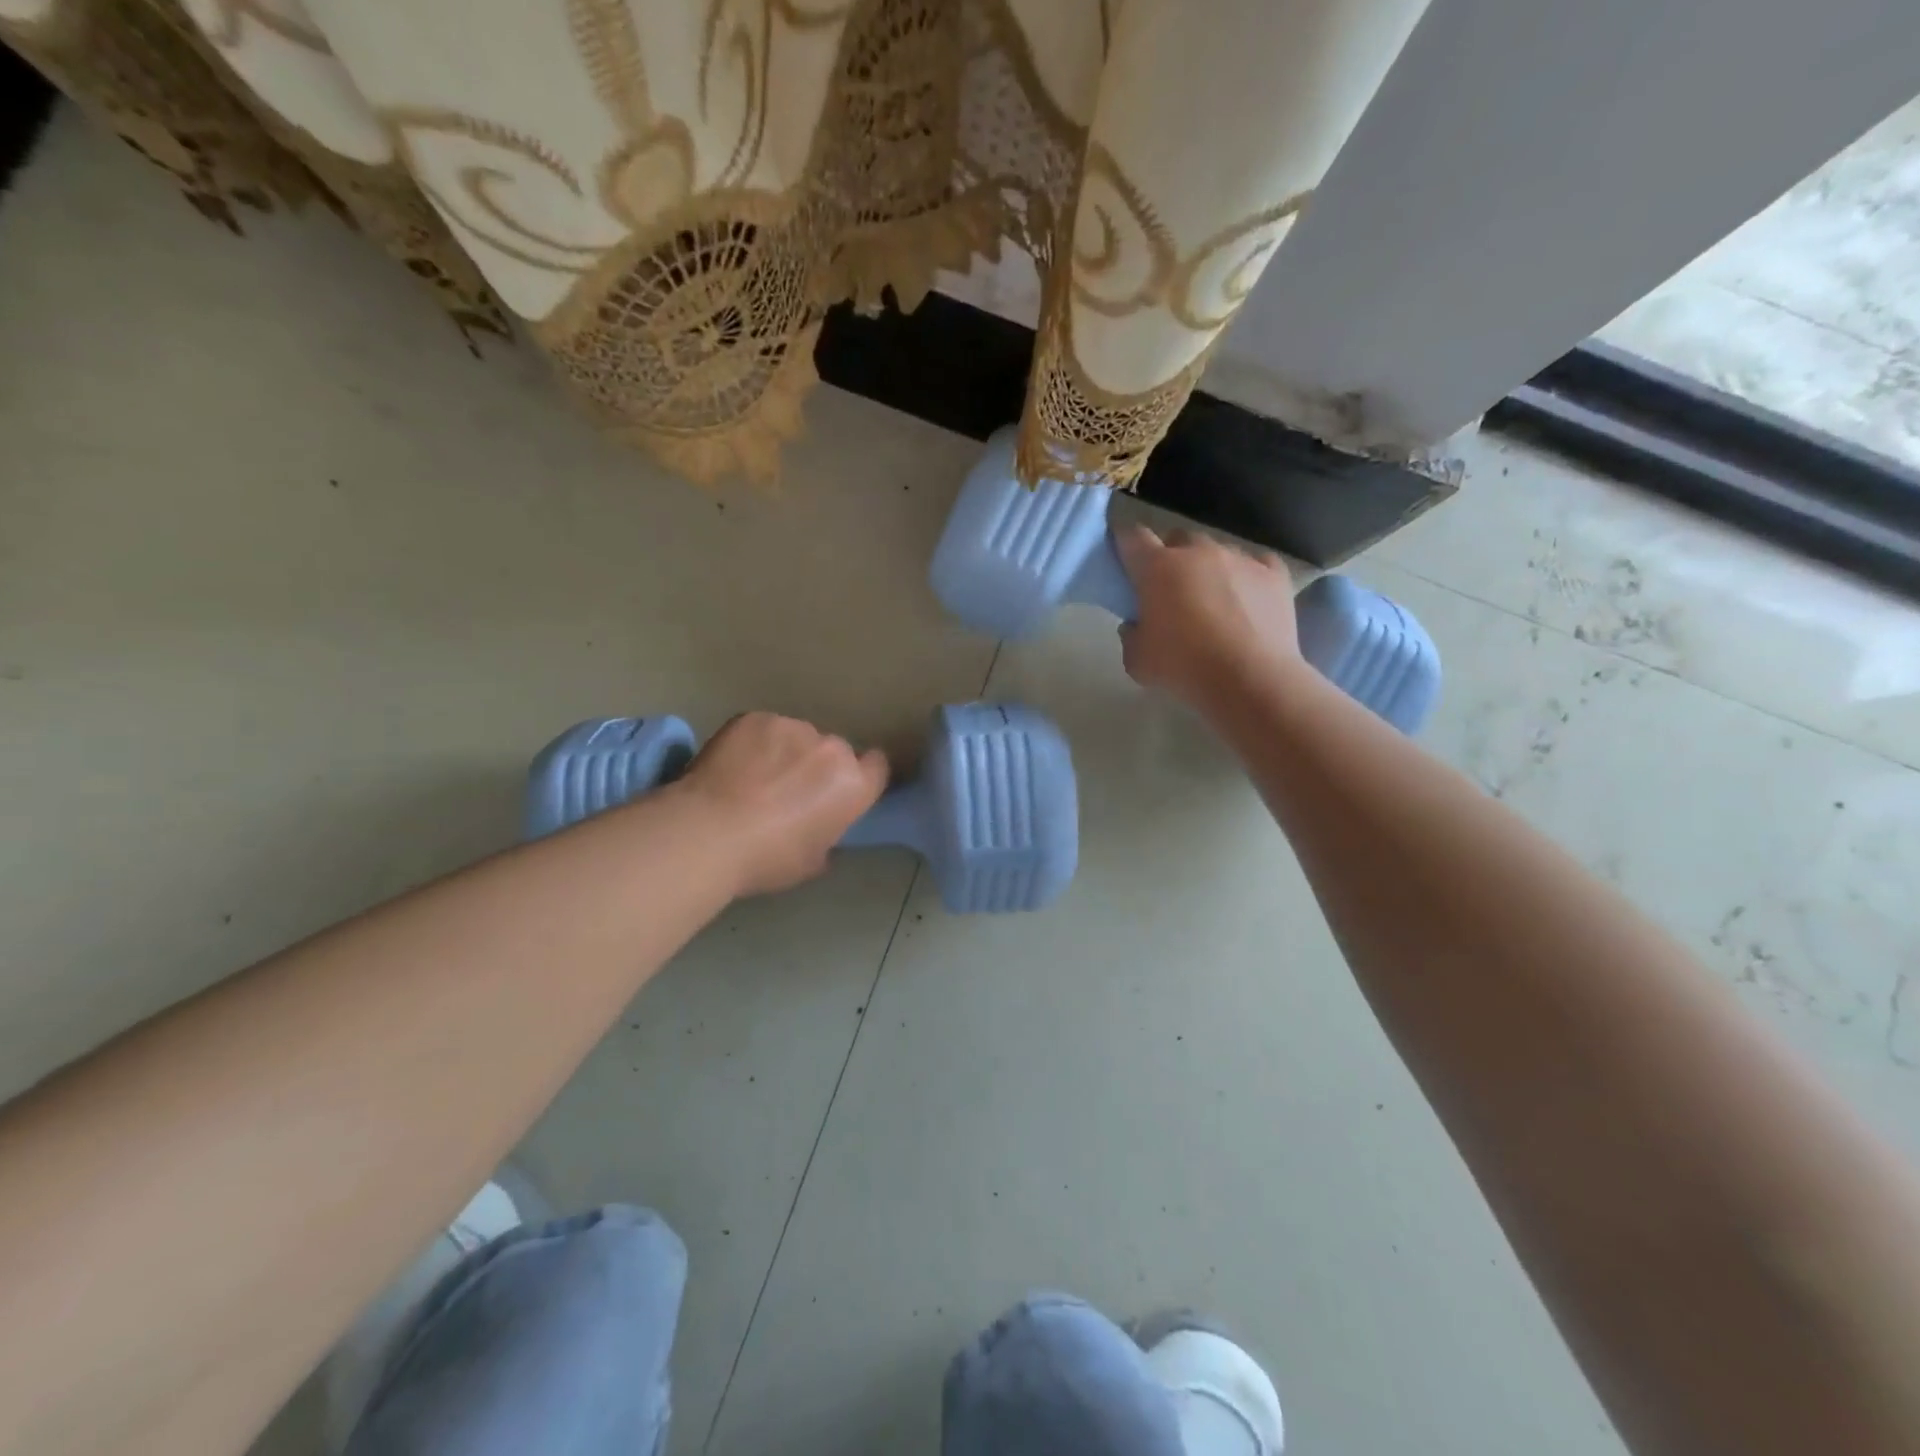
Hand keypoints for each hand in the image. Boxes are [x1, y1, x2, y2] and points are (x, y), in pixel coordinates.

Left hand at [677, 712, 888, 896]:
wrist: (707, 833)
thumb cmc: (767, 858)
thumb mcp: (811, 862)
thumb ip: (826, 836)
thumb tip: (817, 829)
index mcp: (853, 784)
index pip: (876, 767)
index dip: (860, 778)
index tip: (839, 792)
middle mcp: (831, 748)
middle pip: (834, 751)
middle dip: (817, 766)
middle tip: (788, 791)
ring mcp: (792, 727)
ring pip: (797, 737)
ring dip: (784, 752)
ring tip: (752, 778)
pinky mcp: (755, 718)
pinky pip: (763, 729)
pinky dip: (753, 743)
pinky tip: (731, 766)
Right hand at [1116, 524, 1302, 711]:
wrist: (1250, 679)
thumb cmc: (1183, 667)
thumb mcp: (1137, 660)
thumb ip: (1130, 635)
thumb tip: (1136, 625)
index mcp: (1158, 567)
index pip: (1132, 537)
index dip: (1125, 543)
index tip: (1124, 559)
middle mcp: (1198, 551)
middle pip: (1178, 539)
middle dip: (1170, 557)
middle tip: (1169, 589)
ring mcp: (1240, 558)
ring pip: (1217, 551)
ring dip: (1209, 568)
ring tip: (1213, 600)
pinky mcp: (1274, 573)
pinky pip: (1257, 564)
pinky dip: (1248, 577)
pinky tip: (1248, 600)